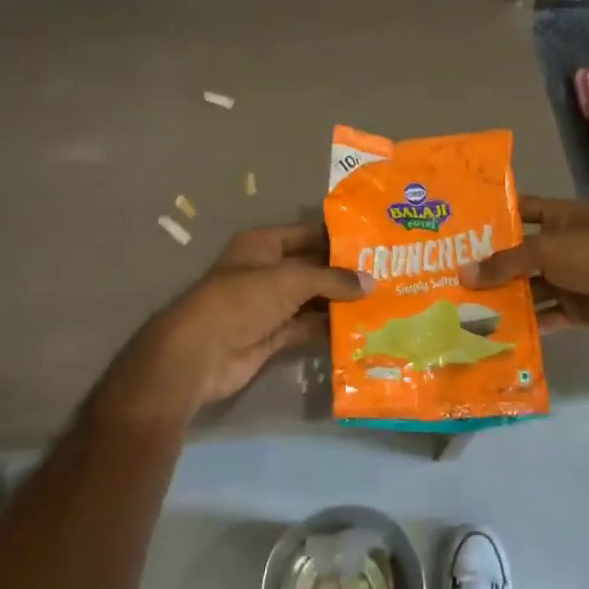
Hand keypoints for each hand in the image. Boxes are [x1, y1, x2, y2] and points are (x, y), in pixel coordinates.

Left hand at [121, 221, 368, 415]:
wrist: (201, 353)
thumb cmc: (242, 301)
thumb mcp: (290, 280)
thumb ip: (332, 280)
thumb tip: (371, 283)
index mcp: (263, 245)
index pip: (308, 234)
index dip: (339, 238)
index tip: (375, 243)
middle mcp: (267, 271)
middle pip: (313, 268)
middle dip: (345, 273)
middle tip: (388, 275)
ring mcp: (269, 305)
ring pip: (312, 299)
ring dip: (340, 302)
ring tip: (382, 302)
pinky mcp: (273, 335)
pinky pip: (307, 327)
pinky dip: (328, 328)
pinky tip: (360, 328)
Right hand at [460, 196, 588, 345]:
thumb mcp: (548, 251)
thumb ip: (505, 263)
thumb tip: (461, 273)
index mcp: (561, 218)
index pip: (521, 210)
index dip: (493, 216)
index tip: (459, 227)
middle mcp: (563, 246)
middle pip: (520, 254)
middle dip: (490, 265)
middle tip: (449, 274)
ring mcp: (570, 279)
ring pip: (530, 287)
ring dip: (504, 297)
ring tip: (464, 306)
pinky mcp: (577, 309)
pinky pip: (546, 315)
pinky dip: (527, 323)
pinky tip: (496, 331)